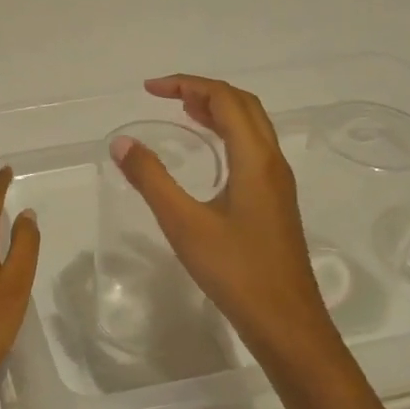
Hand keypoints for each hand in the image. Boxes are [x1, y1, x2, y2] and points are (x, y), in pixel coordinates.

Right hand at [111, 75, 333, 362]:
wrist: (287, 324)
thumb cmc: (236, 272)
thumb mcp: (184, 224)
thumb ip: (151, 179)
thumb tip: (122, 142)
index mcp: (255, 159)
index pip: (225, 99)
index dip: (187, 84)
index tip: (149, 89)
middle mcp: (272, 162)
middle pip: (244, 105)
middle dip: (204, 91)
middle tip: (165, 95)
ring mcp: (277, 183)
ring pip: (252, 127)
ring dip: (218, 110)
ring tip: (182, 111)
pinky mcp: (275, 202)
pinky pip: (252, 148)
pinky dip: (227, 134)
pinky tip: (208, 153)